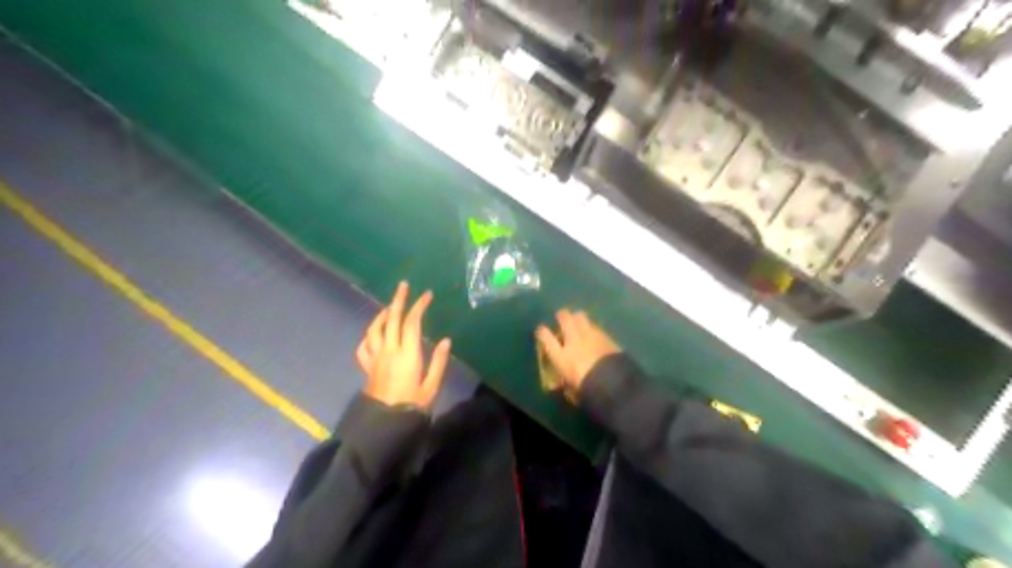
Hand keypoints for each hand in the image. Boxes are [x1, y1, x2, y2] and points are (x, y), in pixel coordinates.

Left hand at [355, 280, 450, 410]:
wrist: (384, 423)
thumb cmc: (412, 405)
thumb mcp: (431, 386)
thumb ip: (438, 362)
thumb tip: (445, 340)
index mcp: (407, 354)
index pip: (412, 322)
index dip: (419, 306)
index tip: (427, 295)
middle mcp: (389, 350)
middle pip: (392, 319)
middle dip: (399, 300)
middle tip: (404, 286)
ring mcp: (375, 357)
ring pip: (375, 329)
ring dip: (382, 314)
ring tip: (390, 307)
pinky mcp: (367, 366)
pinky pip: (363, 346)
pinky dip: (369, 336)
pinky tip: (374, 334)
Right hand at [533, 312, 621, 399]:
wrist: (613, 384)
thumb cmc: (587, 390)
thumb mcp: (571, 391)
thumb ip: (562, 384)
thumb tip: (555, 385)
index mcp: (561, 356)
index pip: (545, 337)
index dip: (542, 332)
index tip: (542, 331)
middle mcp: (573, 341)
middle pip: (564, 318)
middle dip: (562, 316)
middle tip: (562, 318)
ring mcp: (590, 335)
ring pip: (580, 316)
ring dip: (577, 318)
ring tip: (578, 321)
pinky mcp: (605, 335)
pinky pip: (595, 325)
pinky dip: (592, 327)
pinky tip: (593, 332)